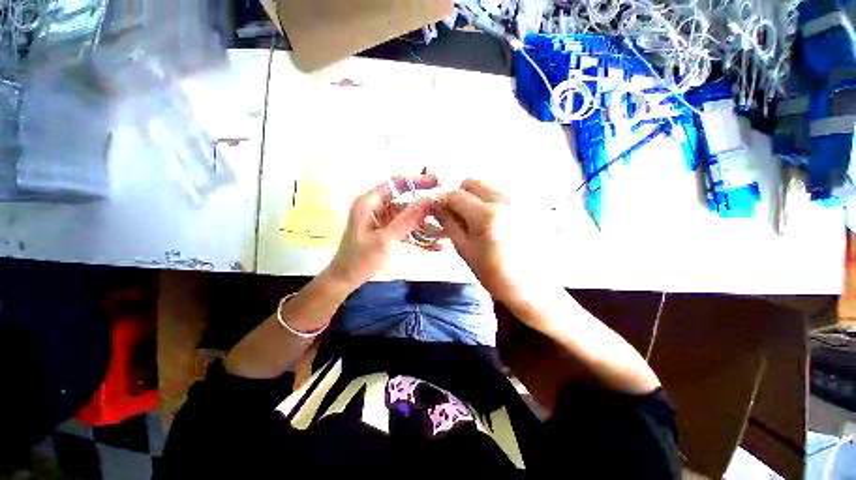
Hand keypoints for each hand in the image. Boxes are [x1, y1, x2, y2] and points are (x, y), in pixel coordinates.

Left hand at [327, 176, 435, 289]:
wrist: (346, 279)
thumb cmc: (359, 259)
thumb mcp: (384, 240)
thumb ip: (406, 220)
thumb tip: (427, 201)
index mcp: (369, 203)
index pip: (396, 184)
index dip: (417, 181)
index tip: (437, 182)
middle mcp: (377, 207)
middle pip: (406, 201)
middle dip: (425, 209)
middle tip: (445, 211)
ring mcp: (383, 220)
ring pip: (409, 217)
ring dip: (425, 226)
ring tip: (444, 233)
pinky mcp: (388, 231)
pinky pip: (406, 229)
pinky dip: (419, 236)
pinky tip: (435, 246)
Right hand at [434, 179, 534, 304]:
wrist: (533, 288)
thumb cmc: (495, 275)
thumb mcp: (466, 251)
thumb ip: (449, 224)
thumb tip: (436, 207)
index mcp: (487, 216)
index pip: (456, 195)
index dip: (442, 200)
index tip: (438, 209)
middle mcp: (506, 201)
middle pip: (473, 182)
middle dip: (460, 195)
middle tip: (457, 214)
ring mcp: (521, 201)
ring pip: (489, 186)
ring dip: (476, 198)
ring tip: (477, 220)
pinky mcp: (531, 206)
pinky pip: (504, 194)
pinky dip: (492, 202)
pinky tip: (495, 221)